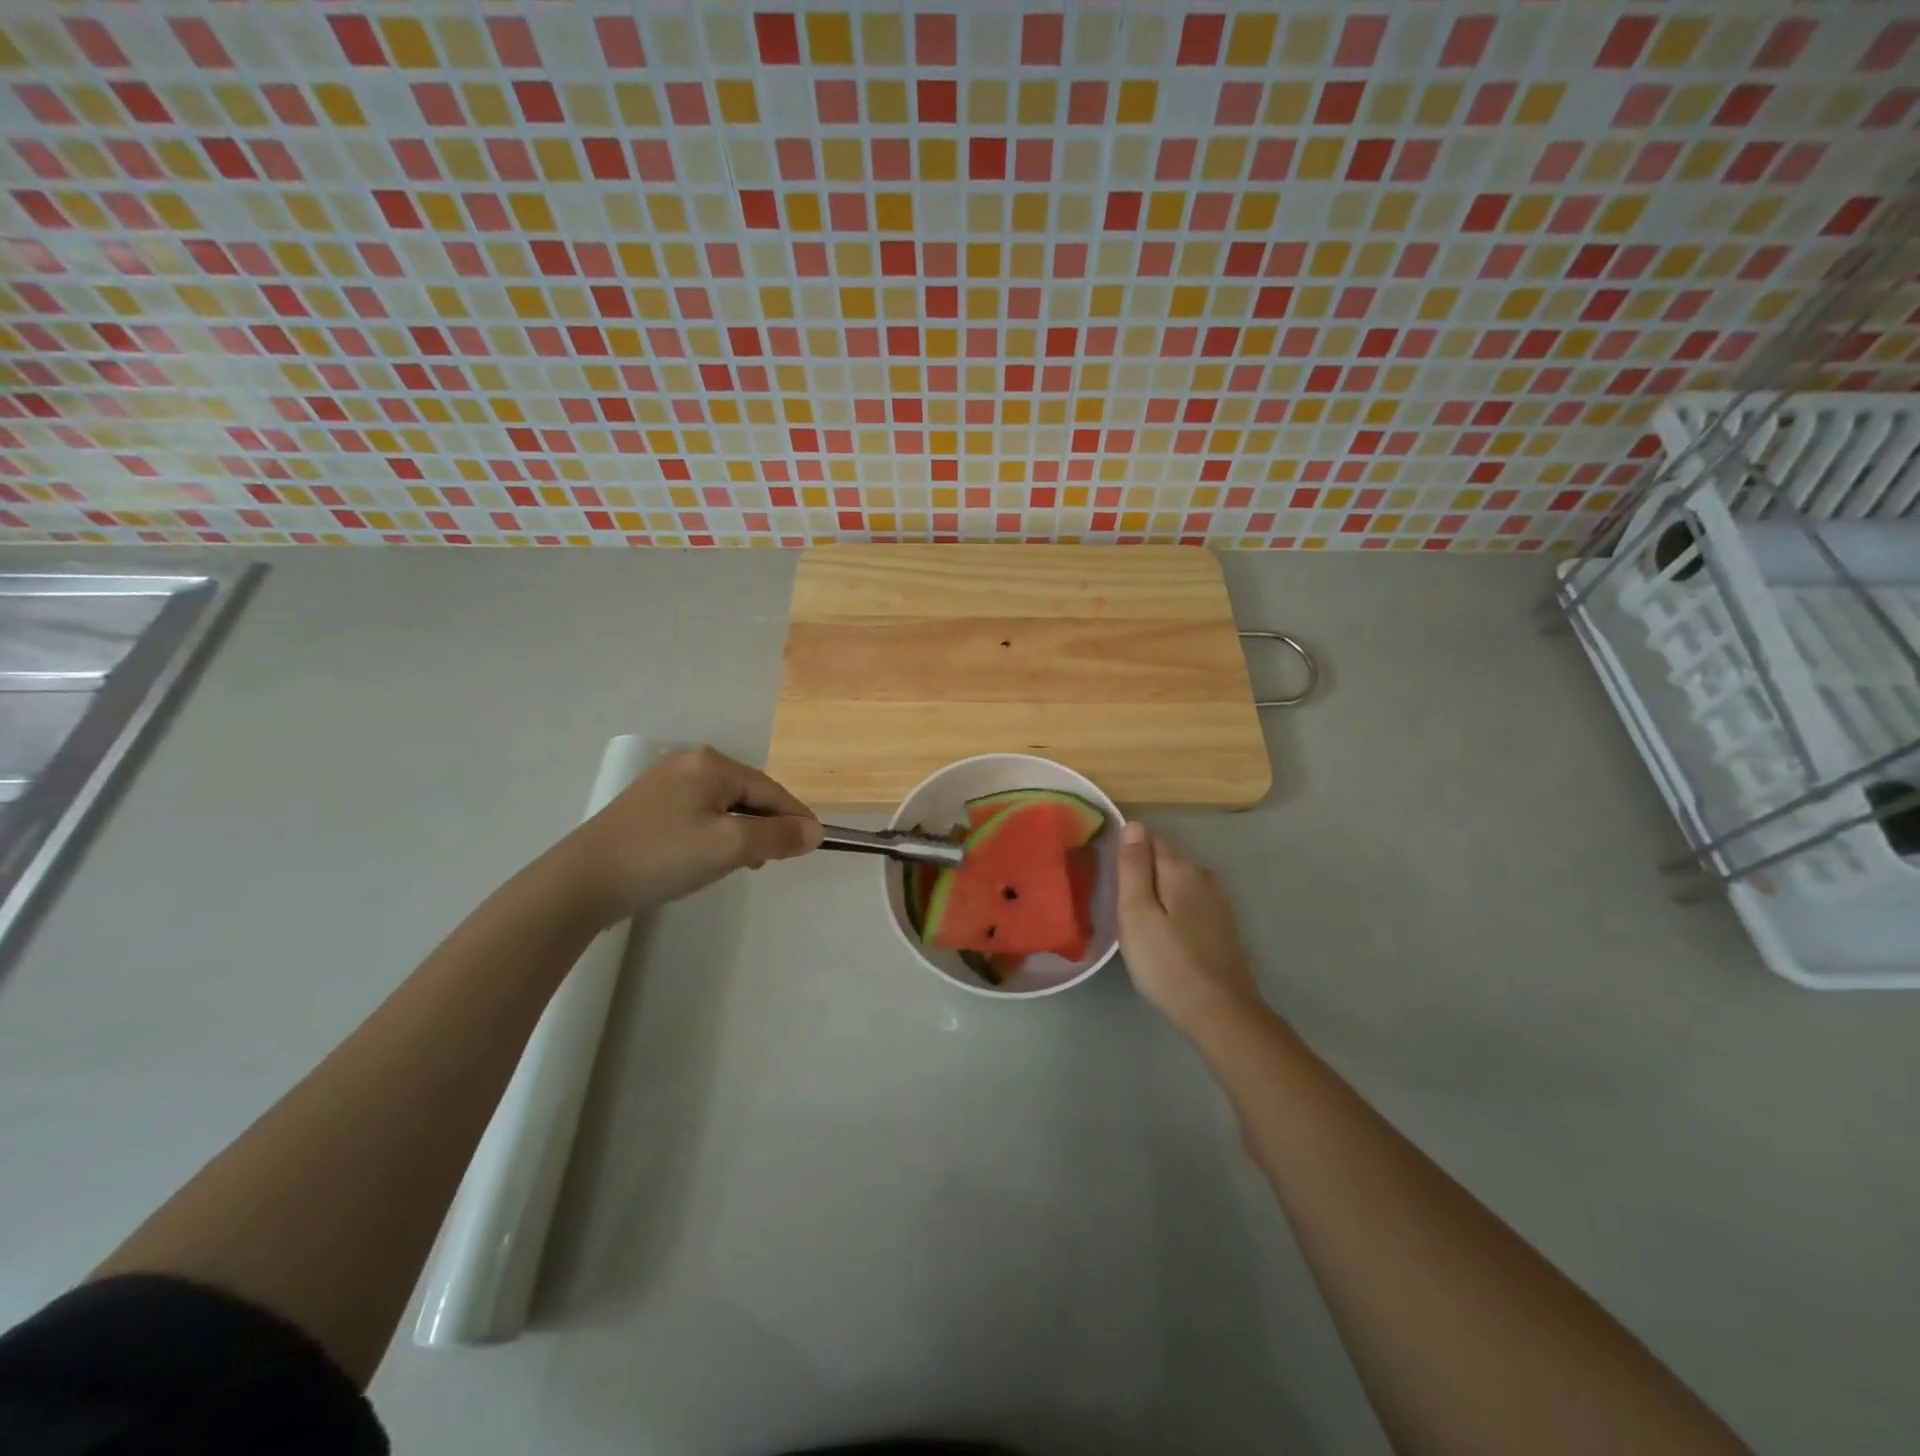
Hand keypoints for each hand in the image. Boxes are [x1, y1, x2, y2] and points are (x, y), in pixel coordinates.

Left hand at [563, 746, 821, 924]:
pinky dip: (717, 836)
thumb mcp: (731, 846)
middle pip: (748, 794)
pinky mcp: (649, 808)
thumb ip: (778, 835)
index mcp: (711, 763)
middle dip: (767, 826)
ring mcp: (665, 784)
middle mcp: (689, 764)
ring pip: (725, 807)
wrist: (583, 882)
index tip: (816, 845)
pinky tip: (710, 859)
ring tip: (743, 865)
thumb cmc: (664, 856)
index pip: (771, 789)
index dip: (796, 817)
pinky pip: (700, 816)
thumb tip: (815, 832)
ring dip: (743, 833)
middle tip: (773, 861)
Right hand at [1117, 820, 1267, 1039]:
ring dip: (1160, 894)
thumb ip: (1133, 866)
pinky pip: (1191, 904)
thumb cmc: (1167, 963)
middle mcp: (1203, 876)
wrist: (1220, 1013)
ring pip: (1178, 884)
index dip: (1127, 853)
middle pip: (1164, 861)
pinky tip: (1167, 935)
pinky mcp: (1224, 926)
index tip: (1110, 878)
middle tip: (1120, 906)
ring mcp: (1218, 901)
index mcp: (1180, 869)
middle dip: (1143, 874)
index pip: (1148, 839)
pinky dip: (1176, 911)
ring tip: (1140, 922)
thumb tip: (1133, 824)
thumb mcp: (1136, 913)